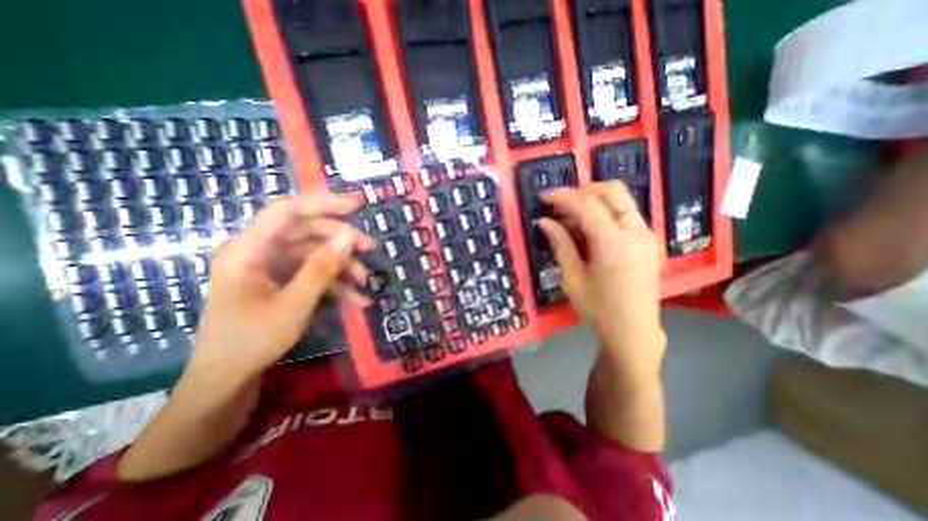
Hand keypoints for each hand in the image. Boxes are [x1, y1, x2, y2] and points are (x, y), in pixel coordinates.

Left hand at [188, 194, 375, 383]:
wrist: (229, 379)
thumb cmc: (252, 341)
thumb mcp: (294, 304)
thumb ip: (322, 268)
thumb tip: (350, 237)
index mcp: (249, 249)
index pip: (288, 210)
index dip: (324, 202)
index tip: (358, 204)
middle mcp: (260, 251)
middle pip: (307, 231)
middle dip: (342, 239)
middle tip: (371, 248)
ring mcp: (273, 267)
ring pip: (315, 253)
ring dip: (343, 265)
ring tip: (367, 281)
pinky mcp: (284, 281)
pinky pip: (314, 273)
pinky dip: (336, 284)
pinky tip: (358, 299)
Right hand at [538, 183, 667, 382]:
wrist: (633, 331)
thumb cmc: (598, 309)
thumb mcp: (573, 278)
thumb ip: (560, 244)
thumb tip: (543, 221)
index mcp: (615, 244)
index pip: (587, 205)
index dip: (563, 196)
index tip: (544, 196)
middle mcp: (637, 232)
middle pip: (611, 191)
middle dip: (582, 191)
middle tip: (559, 206)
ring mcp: (647, 234)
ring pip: (621, 199)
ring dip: (593, 201)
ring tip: (570, 219)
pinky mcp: (649, 240)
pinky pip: (625, 214)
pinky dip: (604, 212)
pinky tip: (588, 229)